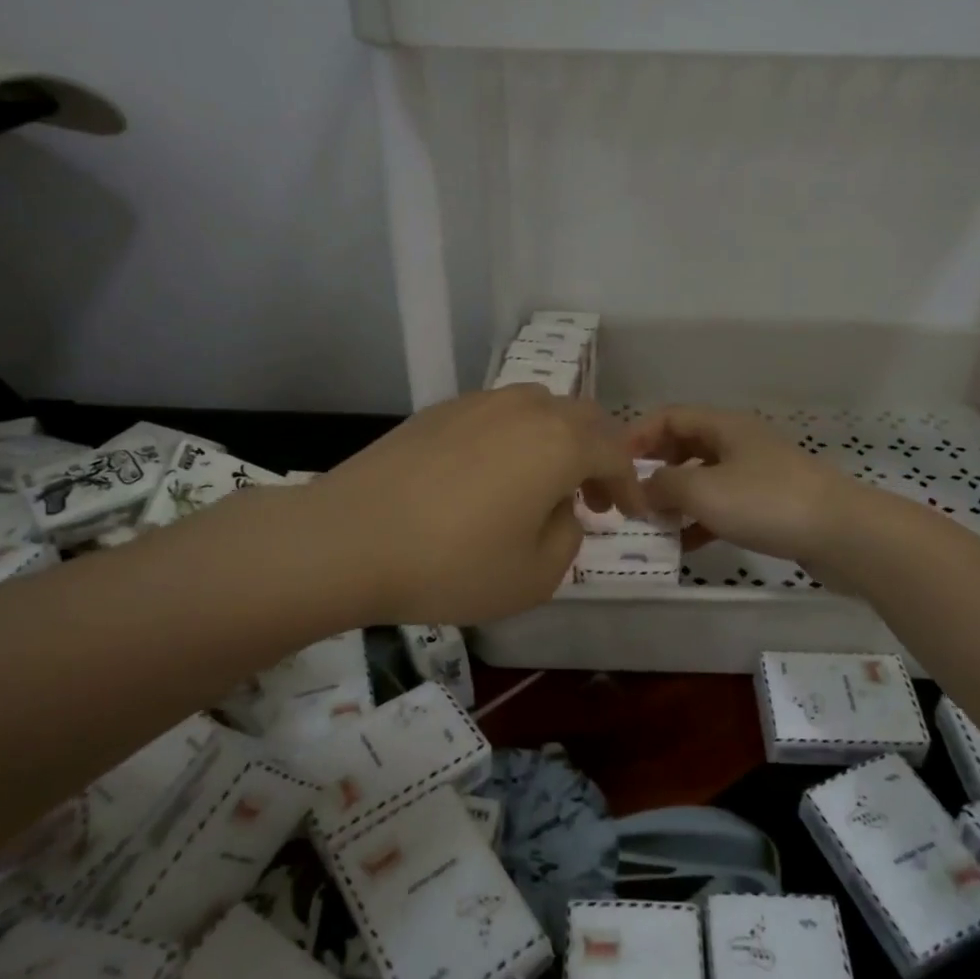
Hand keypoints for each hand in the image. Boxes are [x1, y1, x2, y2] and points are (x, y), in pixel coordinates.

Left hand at [306, 386, 646, 624]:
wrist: (347, 539)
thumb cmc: (452, 564)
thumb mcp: (535, 575)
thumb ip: (568, 536)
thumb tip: (561, 509)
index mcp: (559, 442)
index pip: (615, 453)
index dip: (630, 484)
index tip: (632, 513)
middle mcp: (525, 409)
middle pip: (583, 418)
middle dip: (600, 455)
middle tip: (594, 497)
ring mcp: (479, 403)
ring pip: (540, 408)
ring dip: (559, 441)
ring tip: (544, 483)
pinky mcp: (440, 411)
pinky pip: (499, 414)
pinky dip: (517, 438)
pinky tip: (493, 475)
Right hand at [627, 406, 865, 567]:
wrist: (841, 533)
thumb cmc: (766, 502)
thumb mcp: (702, 490)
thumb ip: (662, 486)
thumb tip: (642, 488)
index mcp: (723, 426)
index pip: (669, 417)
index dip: (637, 435)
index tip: (612, 463)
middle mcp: (738, 443)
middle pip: (685, 446)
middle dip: (654, 468)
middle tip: (629, 494)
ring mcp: (757, 474)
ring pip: (703, 479)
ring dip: (676, 498)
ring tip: (651, 523)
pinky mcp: (770, 504)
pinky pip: (724, 506)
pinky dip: (701, 520)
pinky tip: (685, 545)